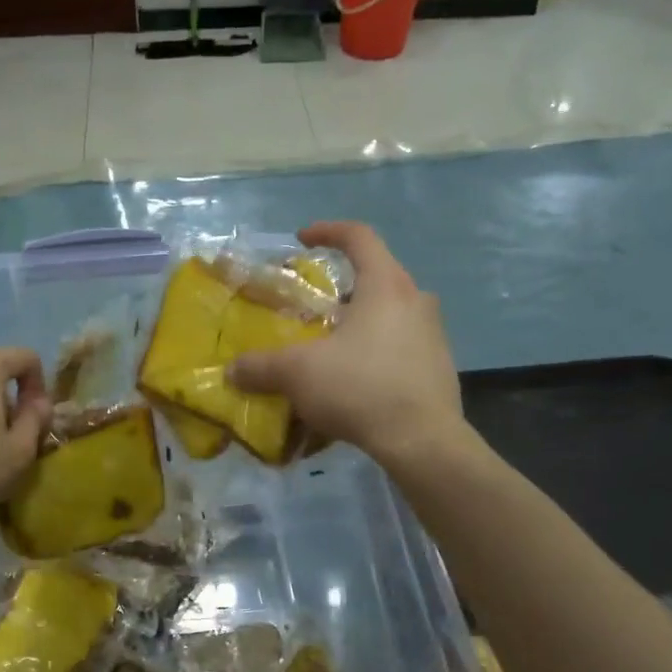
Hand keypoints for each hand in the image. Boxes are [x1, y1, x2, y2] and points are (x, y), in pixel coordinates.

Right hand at [229, 222, 461, 467]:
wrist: (422, 440)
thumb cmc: (359, 388)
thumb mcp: (298, 374)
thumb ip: (261, 368)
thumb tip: (232, 371)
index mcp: (385, 286)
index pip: (359, 237)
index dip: (328, 232)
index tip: (302, 239)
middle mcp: (416, 301)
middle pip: (378, 277)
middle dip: (343, 288)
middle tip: (316, 307)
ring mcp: (434, 335)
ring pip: (392, 314)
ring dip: (362, 322)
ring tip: (334, 348)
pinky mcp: (440, 368)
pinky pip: (403, 347)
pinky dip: (378, 353)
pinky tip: (357, 382)